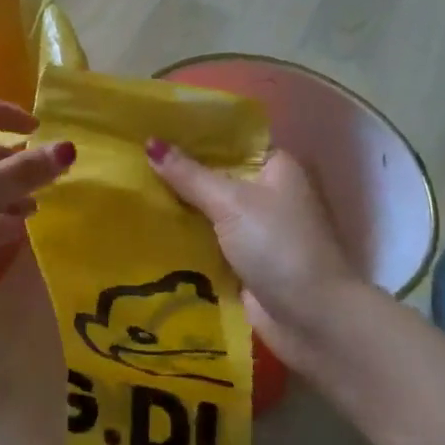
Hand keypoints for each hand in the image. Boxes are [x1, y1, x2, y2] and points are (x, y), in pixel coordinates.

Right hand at [146, 140, 364, 370]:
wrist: (314, 320)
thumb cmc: (278, 246)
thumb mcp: (231, 203)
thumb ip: (189, 174)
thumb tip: (150, 142)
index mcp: (276, 167)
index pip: (230, 138)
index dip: (194, 132)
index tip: (153, 124)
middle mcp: (267, 193)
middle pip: (216, 174)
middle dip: (178, 170)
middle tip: (131, 155)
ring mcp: (255, 229)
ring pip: (208, 208)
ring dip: (177, 204)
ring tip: (130, 186)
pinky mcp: (243, 261)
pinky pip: (205, 239)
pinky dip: (183, 235)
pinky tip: (145, 225)